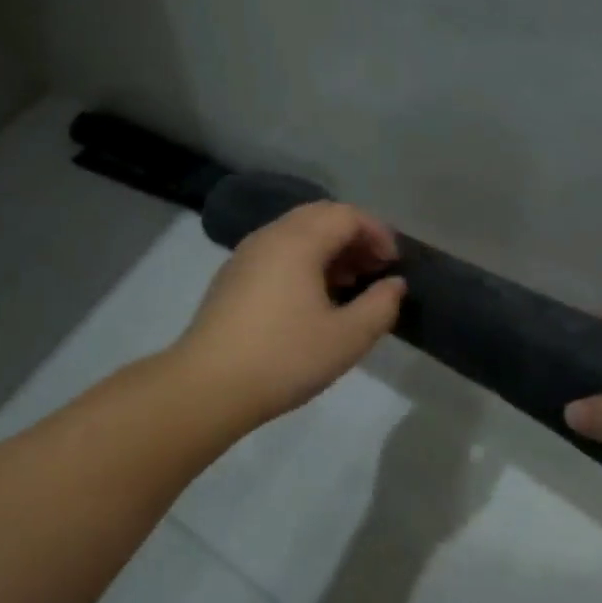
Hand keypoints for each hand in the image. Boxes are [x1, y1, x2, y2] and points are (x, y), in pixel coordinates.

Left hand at [172, 201, 406, 426]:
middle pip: (321, 216)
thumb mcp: (347, 338)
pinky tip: (312, 298)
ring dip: (329, 248)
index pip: (347, 215)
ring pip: (296, 232)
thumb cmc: (284, 358)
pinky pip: (278, 251)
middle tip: (375, 269)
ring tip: (349, 283)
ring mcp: (246, 254)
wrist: (207, 387)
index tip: (394, 265)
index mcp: (298, 241)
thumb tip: (394, 284)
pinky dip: (304, 259)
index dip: (378, 233)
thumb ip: (380, 306)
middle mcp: (270, 236)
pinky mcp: (232, 276)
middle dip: (354, 236)